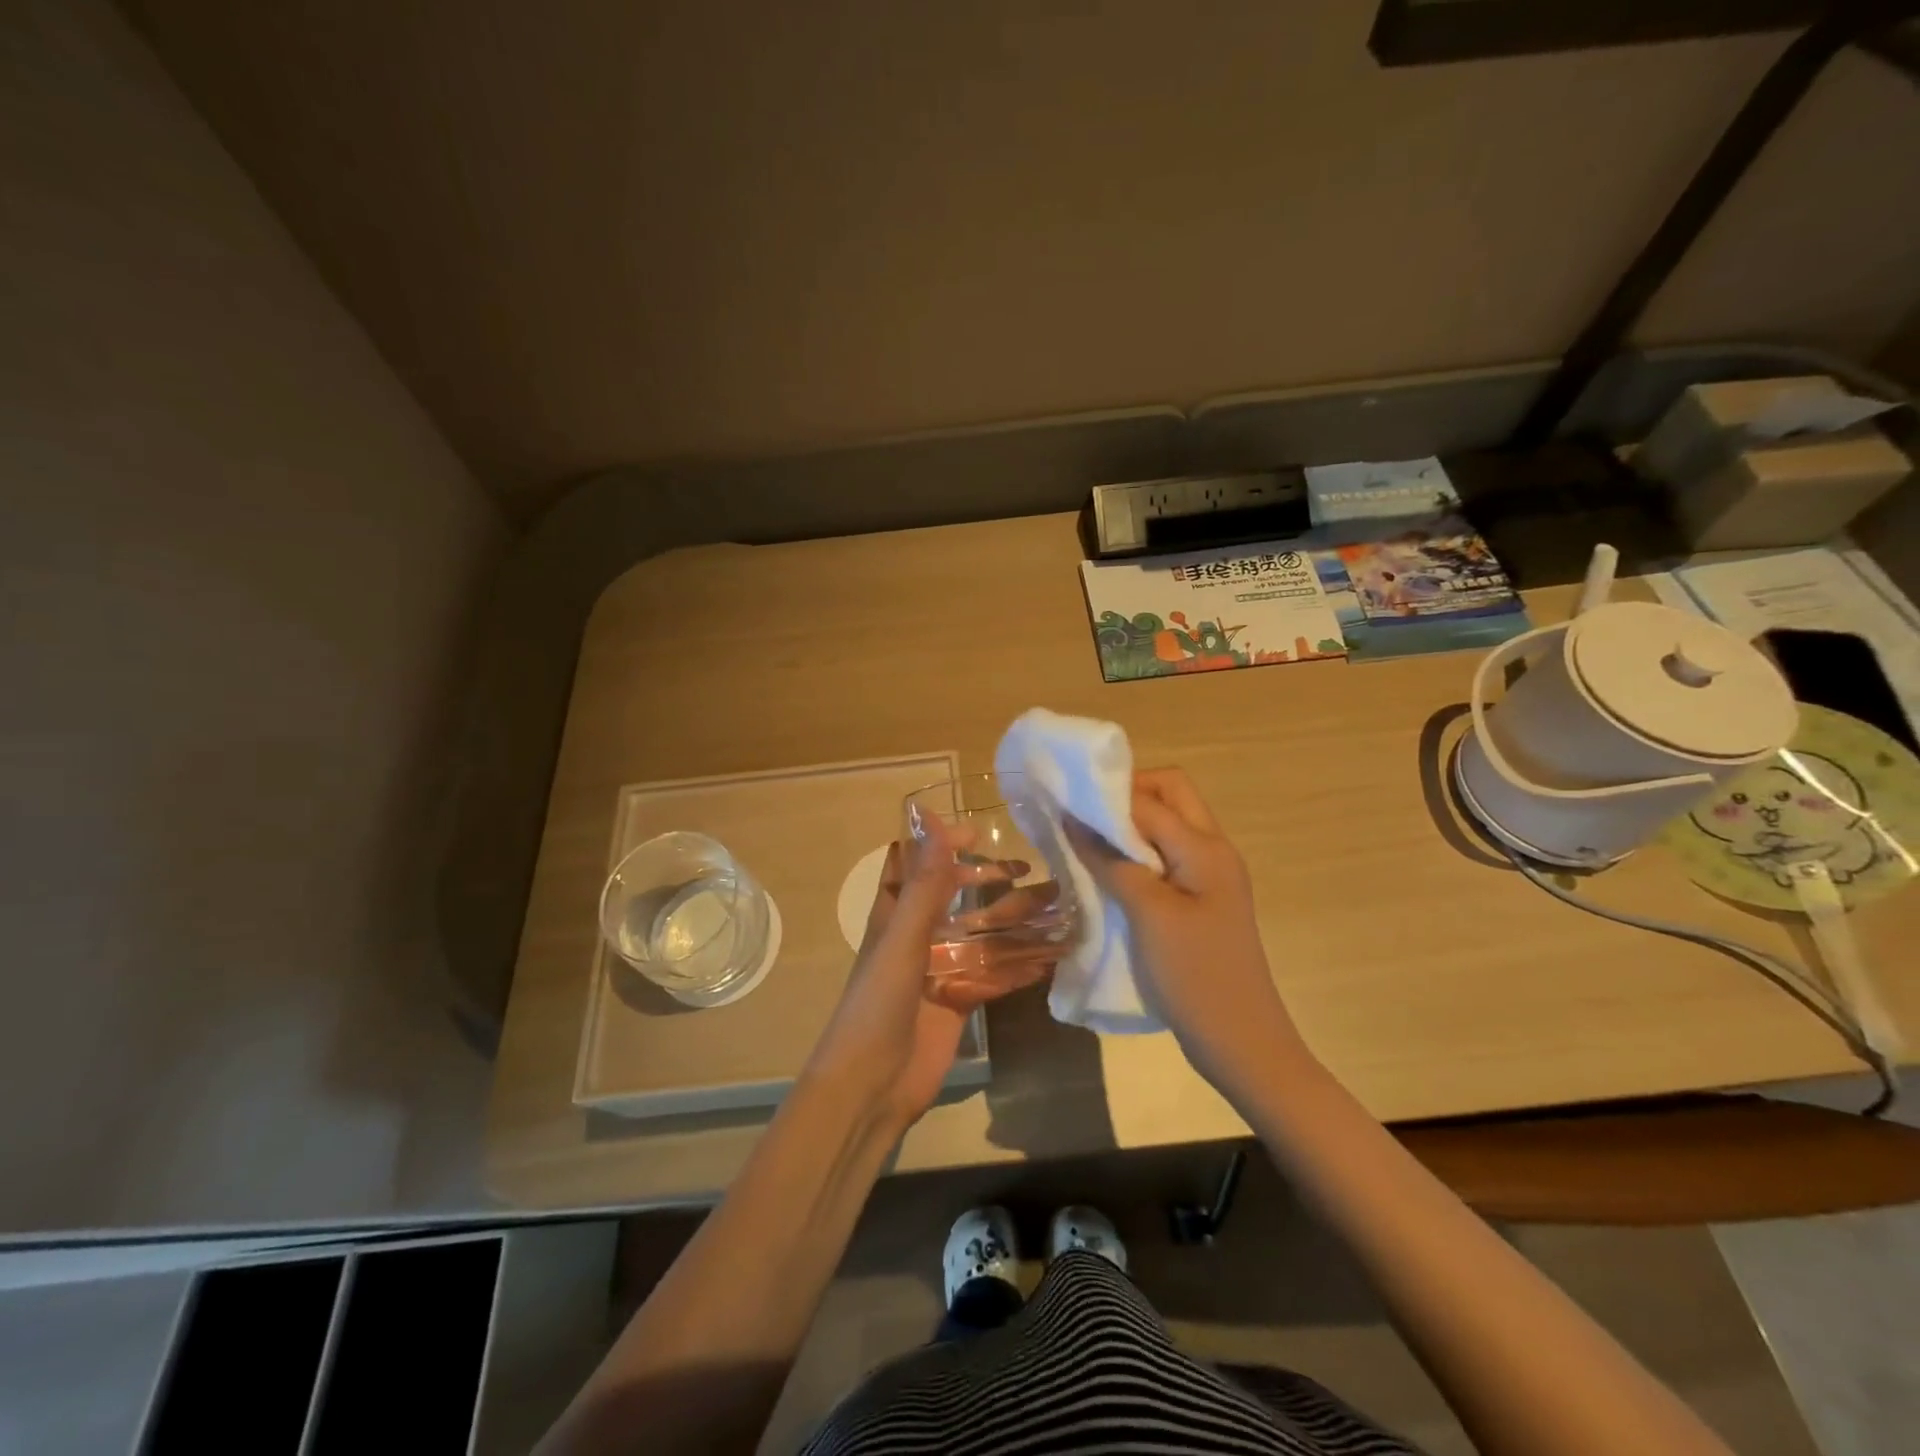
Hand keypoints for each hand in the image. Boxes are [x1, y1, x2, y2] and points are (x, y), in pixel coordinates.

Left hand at [802, 820, 1053, 1130]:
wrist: (871, 1086)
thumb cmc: (878, 1003)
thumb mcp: (902, 939)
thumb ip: (923, 884)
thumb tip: (931, 818)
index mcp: (895, 915)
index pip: (918, 865)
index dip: (943, 844)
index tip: (980, 832)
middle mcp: (918, 937)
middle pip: (957, 898)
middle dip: (990, 883)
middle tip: (1031, 872)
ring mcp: (939, 970)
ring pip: (981, 936)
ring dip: (1014, 924)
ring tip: (1056, 910)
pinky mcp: (957, 1002)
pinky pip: (991, 976)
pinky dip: (1018, 967)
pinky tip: (1050, 959)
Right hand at [1066, 767, 1311, 1102]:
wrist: (1241, 1042)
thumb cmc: (1194, 976)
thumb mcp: (1148, 915)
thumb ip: (1112, 862)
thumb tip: (1074, 819)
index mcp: (1206, 848)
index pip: (1150, 800)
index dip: (1105, 797)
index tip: (1062, 803)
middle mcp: (1213, 850)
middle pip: (1170, 795)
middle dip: (1125, 797)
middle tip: (1083, 820)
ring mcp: (1210, 875)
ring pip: (1168, 825)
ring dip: (1129, 825)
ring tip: (1087, 843)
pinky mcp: (1201, 899)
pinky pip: (1166, 855)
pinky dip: (1136, 853)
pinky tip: (1108, 873)